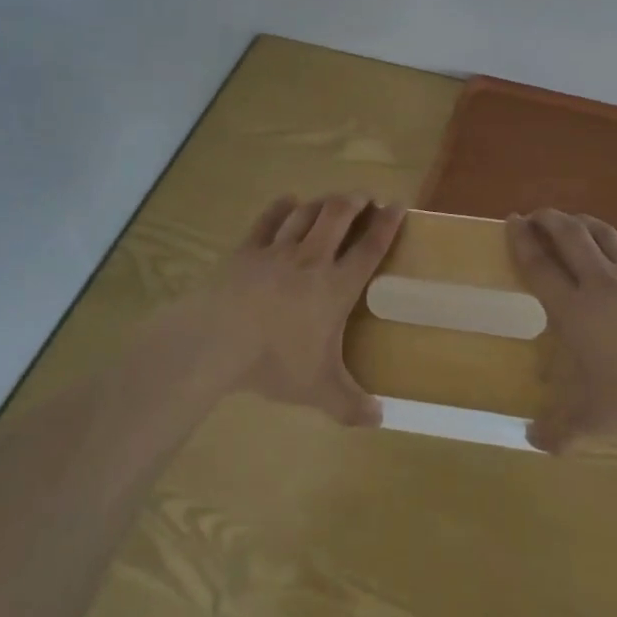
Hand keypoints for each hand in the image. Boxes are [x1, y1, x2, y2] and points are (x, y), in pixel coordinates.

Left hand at [186, 194, 403, 425]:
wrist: (218, 339)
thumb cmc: (274, 361)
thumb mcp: (318, 390)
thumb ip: (351, 405)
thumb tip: (379, 419)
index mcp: (335, 287)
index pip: (369, 248)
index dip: (387, 225)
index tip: (398, 205)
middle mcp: (311, 259)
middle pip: (338, 216)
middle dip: (355, 202)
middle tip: (365, 197)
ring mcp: (276, 250)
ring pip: (306, 213)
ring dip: (323, 202)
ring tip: (332, 199)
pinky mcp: (246, 250)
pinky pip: (268, 220)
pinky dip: (281, 207)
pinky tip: (288, 201)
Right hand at [508, 209, 616, 451]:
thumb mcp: (597, 420)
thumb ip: (560, 430)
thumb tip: (531, 441)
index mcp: (576, 311)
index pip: (540, 266)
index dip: (521, 241)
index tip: (512, 221)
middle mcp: (601, 282)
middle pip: (569, 235)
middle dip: (548, 219)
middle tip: (536, 216)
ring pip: (602, 233)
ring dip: (581, 222)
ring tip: (571, 221)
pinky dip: (616, 241)